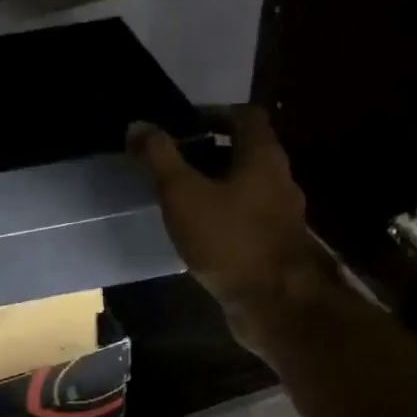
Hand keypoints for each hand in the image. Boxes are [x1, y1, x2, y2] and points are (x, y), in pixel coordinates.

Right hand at [128, 105, 325, 320]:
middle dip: (207, 152)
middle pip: (244, 152)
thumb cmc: (229, 240)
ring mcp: (279, 216)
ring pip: (244, 187)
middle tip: (170, 162)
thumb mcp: (183, 194)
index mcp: (263, 157)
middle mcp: (279, 180)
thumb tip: (138, 125)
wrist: (275, 304)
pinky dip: (221, 215)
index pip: (245, 116)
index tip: (181, 124)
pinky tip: (195, 232)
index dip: (213, 113)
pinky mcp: (272, 246)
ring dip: (214, 185)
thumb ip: (159, 158)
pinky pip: (244, 218)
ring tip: (176, 197)